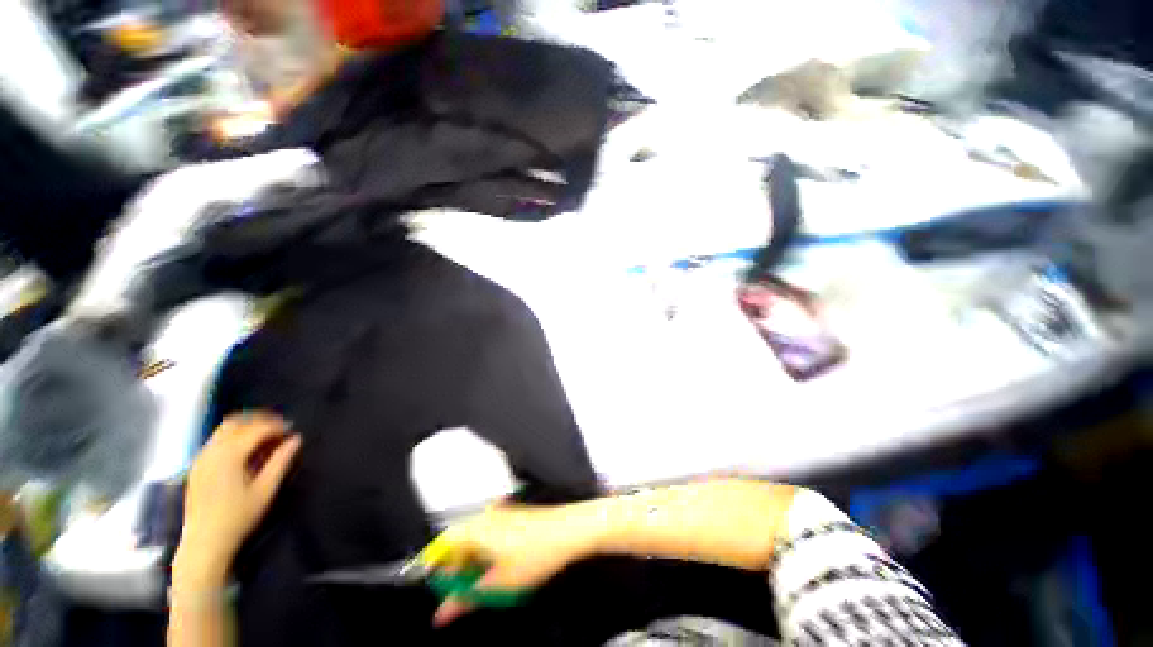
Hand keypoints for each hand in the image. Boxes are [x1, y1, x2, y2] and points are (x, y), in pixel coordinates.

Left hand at [175, 412, 300, 586]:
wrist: (204, 542)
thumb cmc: (238, 517)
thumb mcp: (265, 490)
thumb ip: (281, 461)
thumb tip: (296, 439)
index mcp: (229, 455)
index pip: (256, 429)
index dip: (277, 426)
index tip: (293, 431)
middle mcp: (212, 451)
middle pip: (235, 422)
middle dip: (259, 420)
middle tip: (279, 428)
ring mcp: (201, 458)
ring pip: (223, 430)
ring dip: (245, 427)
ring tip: (264, 437)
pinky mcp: (197, 467)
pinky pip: (216, 441)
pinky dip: (233, 437)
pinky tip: (245, 450)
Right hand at [430, 504, 597, 626]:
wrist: (569, 530)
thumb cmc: (534, 555)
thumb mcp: (498, 584)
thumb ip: (465, 599)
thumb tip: (441, 615)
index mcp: (475, 528)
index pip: (441, 546)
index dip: (434, 570)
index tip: (438, 591)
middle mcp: (485, 515)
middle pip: (458, 542)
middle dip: (457, 570)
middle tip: (463, 594)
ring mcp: (501, 512)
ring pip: (475, 539)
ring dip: (473, 563)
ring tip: (484, 585)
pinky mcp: (514, 514)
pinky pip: (490, 533)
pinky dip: (488, 553)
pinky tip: (501, 568)